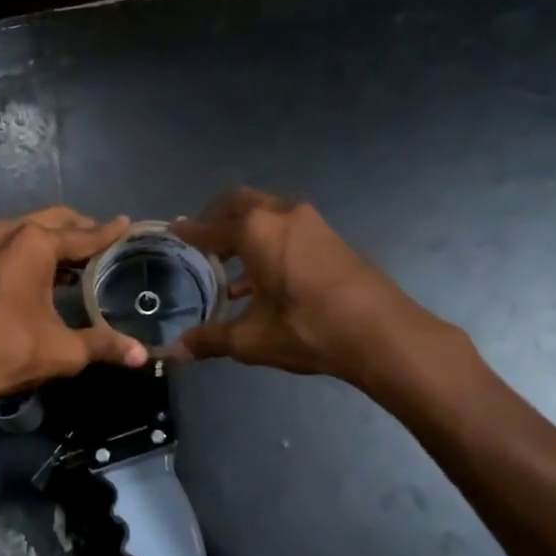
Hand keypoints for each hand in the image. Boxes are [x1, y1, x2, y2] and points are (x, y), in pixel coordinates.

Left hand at [0, 207, 148, 409]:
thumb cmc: (6, 350)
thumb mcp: (62, 349)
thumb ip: (103, 345)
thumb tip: (141, 355)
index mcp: (34, 243)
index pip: (83, 235)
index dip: (108, 233)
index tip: (126, 224)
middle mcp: (9, 232)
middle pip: (56, 221)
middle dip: (82, 229)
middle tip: (106, 242)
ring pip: (31, 229)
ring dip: (56, 238)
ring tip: (81, 258)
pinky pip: (13, 242)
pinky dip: (34, 249)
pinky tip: (48, 272)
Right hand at [170, 188, 451, 382]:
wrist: (381, 332)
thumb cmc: (307, 329)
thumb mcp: (252, 339)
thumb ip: (211, 339)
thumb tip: (174, 352)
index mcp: (255, 231)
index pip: (210, 227)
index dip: (189, 232)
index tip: (173, 231)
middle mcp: (281, 215)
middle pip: (240, 203)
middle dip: (217, 219)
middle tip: (201, 240)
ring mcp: (311, 223)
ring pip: (267, 214)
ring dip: (245, 232)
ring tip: (226, 265)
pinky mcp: (331, 237)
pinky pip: (287, 229)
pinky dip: (267, 243)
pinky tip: (260, 282)